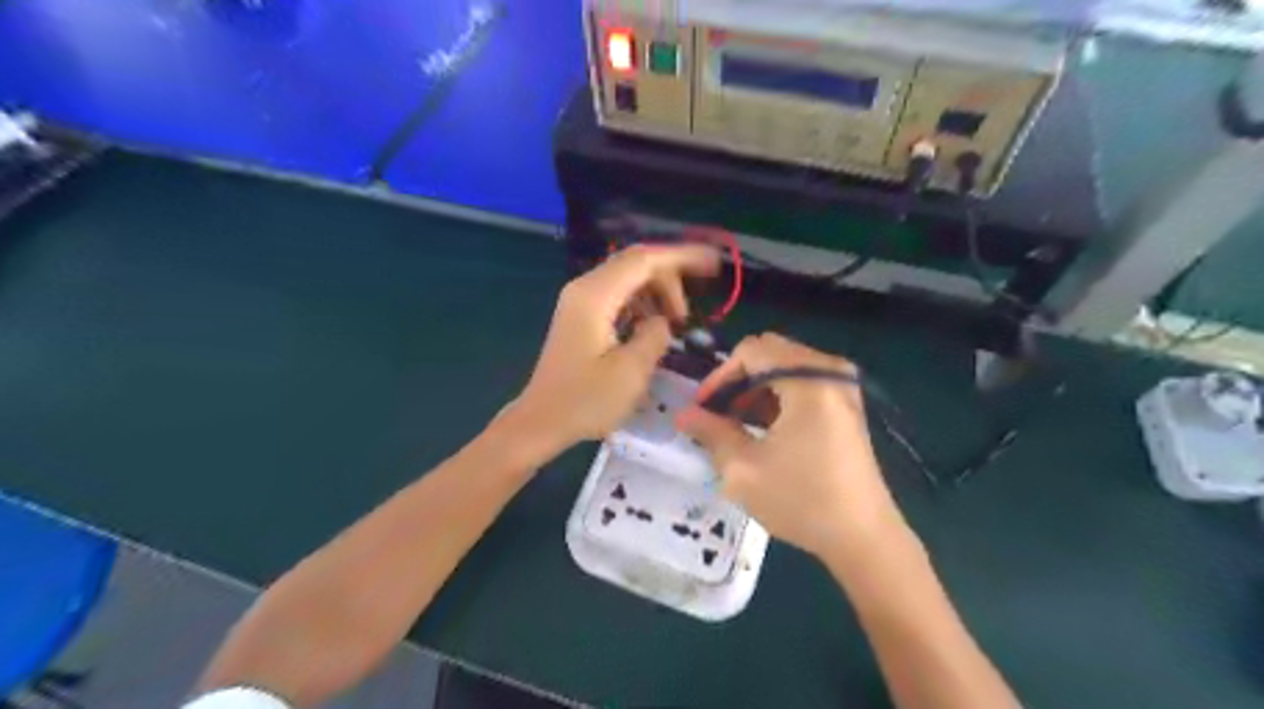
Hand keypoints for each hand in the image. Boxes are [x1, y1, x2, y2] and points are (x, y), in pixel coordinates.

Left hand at [506, 243, 718, 454]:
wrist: (541, 422)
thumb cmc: (585, 400)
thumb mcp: (632, 371)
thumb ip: (656, 335)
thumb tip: (662, 322)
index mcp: (596, 296)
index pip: (645, 260)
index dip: (683, 257)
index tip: (715, 264)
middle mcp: (585, 288)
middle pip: (636, 263)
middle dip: (670, 279)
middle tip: (688, 315)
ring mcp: (580, 301)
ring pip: (627, 279)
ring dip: (656, 293)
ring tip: (674, 324)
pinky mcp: (580, 316)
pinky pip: (617, 296)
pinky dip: (641, 304)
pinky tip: (651, 328)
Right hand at [677, 332, 902, 558]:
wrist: (863, 538)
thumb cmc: (801, 501)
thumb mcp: (743, 469)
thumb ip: (710, 432)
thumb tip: (683, 415)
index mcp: (809, 381)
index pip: (752, 351)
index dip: (720, 376)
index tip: (702, 408)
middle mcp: (830, 373)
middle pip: (771, 352)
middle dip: (738, 380)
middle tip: (717, 414)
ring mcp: (843, 388)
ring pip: (786, 366)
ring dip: (756, 388)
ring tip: (737, 425)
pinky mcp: (847, 405)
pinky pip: (804, 381)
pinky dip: (778, 396)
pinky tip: (764, 429)